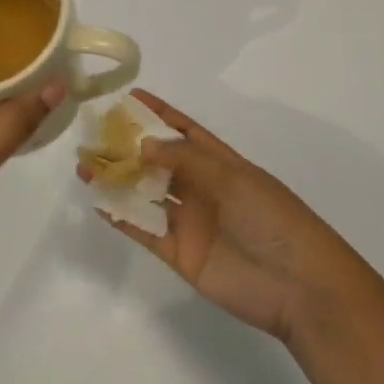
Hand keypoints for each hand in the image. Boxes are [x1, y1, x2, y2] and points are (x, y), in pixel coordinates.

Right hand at [80, 90, 361, 342]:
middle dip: (128, 148)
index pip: (185, 132)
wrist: (298, 286)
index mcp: (222, 164)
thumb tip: (142, 144)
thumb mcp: (232, 178)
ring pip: (146, 193)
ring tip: (85, 167)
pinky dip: (122, 216)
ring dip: (118, 180)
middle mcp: (203, 189)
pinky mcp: (180, 253)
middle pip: (159, 162)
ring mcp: (190, 222)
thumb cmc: (272, 219)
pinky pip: (145, 230)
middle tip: (93, 136)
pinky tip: (99, 202)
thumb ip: (185, 160)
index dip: (160, 114)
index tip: (130, 97)